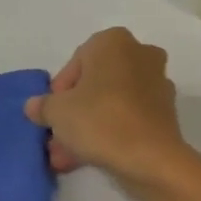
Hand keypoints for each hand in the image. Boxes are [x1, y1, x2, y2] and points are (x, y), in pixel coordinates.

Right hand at [25, 28, 194, 195]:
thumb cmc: (100, 120)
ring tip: (66, 158)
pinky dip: (111, 134)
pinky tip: (89, 158)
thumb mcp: (57, 112)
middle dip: (74, 114)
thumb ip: (43, 106)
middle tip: (56, 140)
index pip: (76, 63)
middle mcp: (141, 55)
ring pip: (112, 104)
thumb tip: (34, 106)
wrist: (151, 158)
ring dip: (88, 128)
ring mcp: (157, 83)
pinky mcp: (166, 112)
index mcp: (114, 41)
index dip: (59, 92)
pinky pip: (129, 118)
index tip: (52, 115)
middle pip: (96, 85)